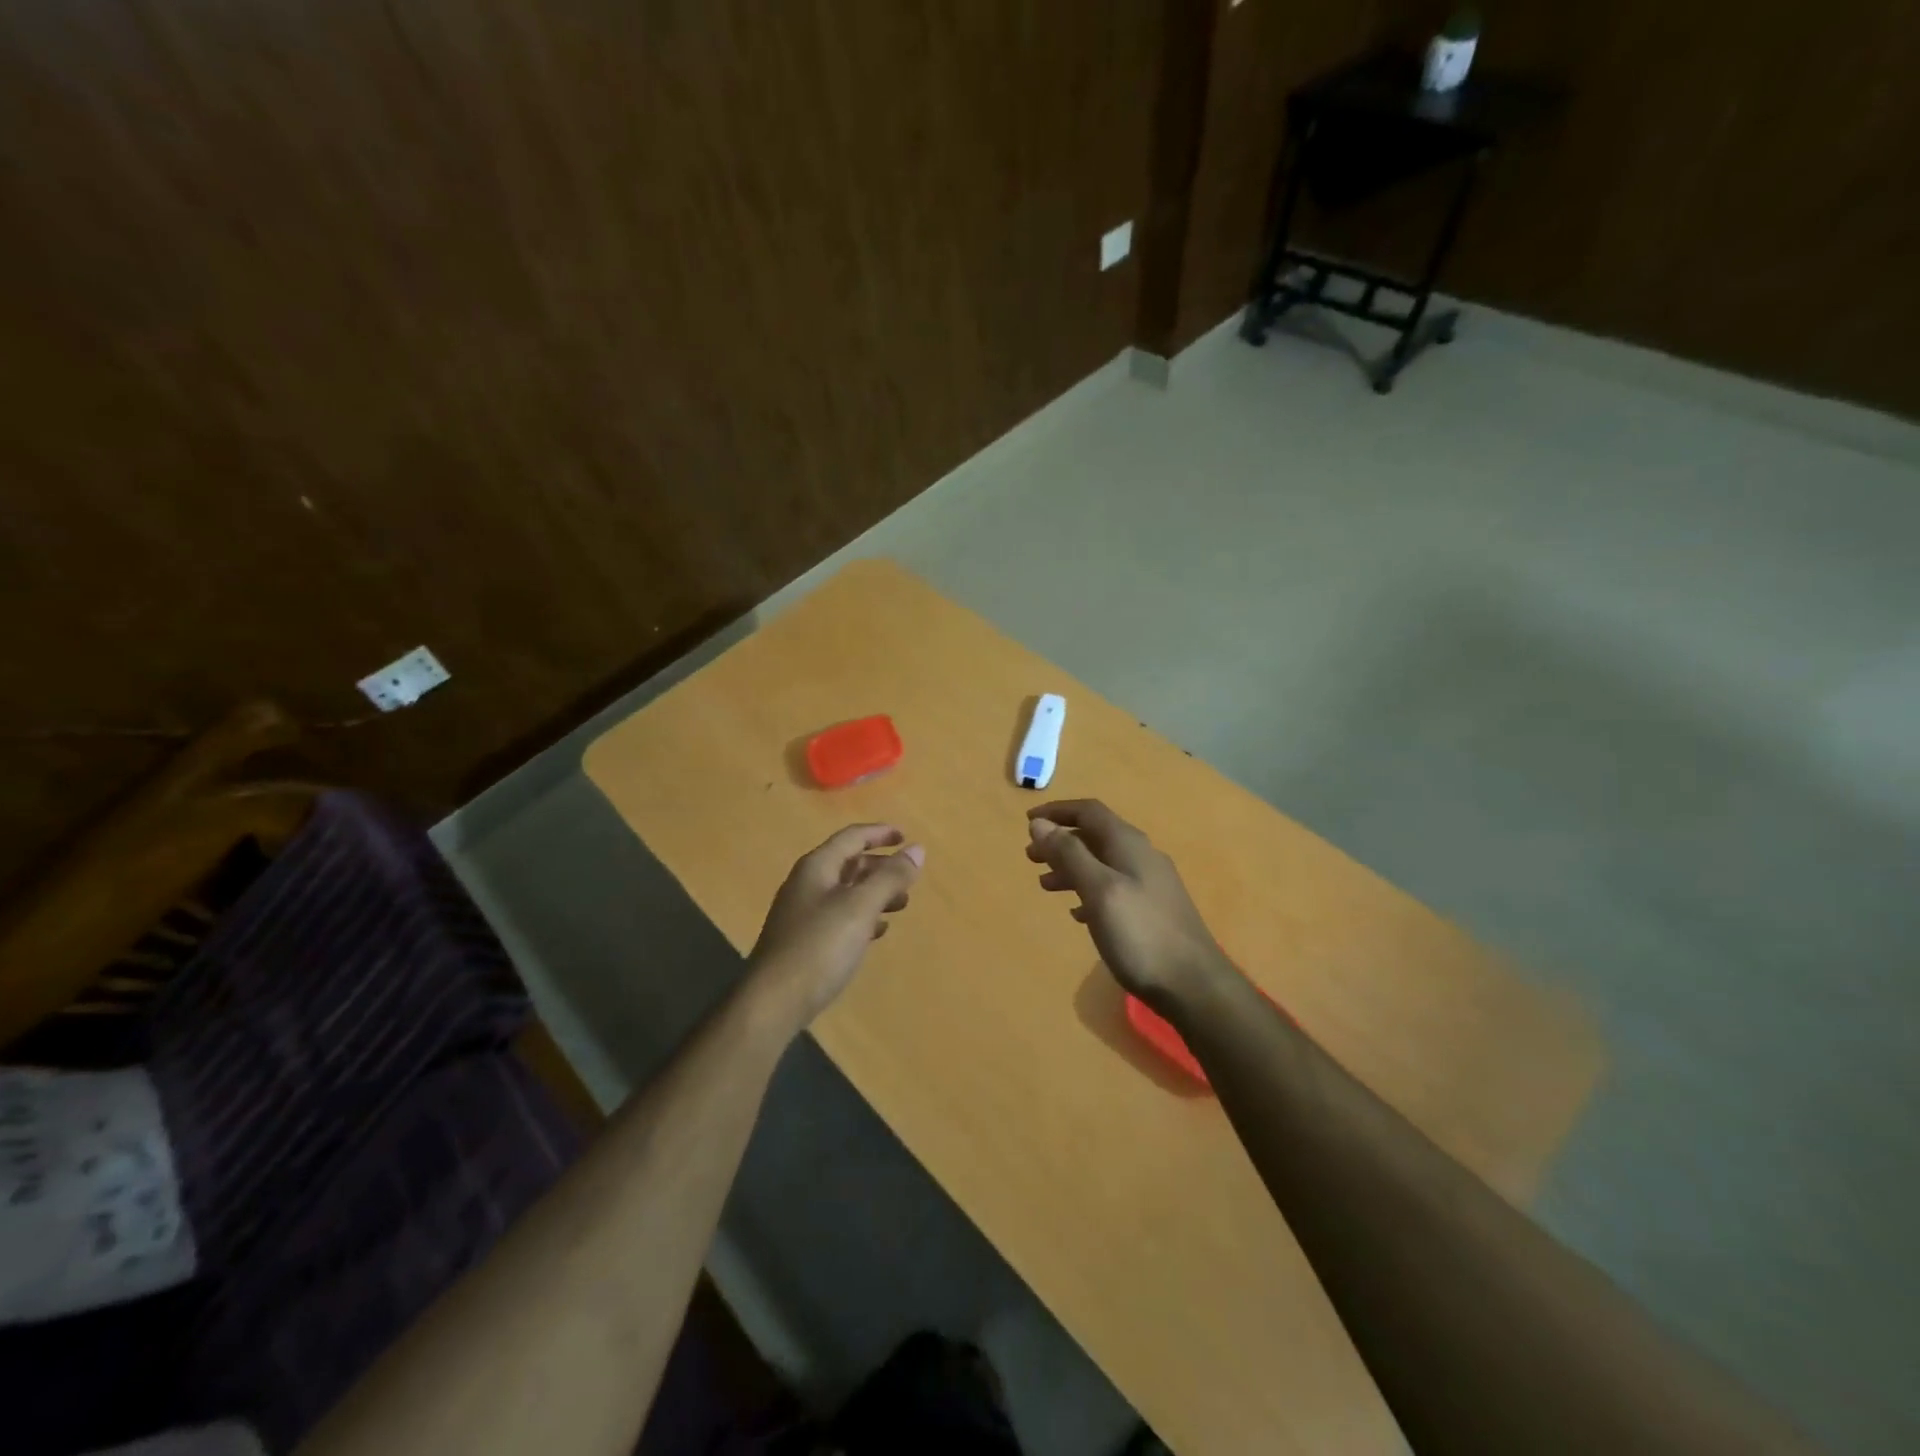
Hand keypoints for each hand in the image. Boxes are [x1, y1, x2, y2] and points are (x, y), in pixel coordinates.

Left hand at [748, 823, 923, 1029]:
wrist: (773, 1002)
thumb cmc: (819, 946)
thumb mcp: (860, 907)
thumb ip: (890, 877)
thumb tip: (917, 850)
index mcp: (817, 867)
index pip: (851, 838)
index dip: (880, 834)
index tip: (906, 837)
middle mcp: (807, 884)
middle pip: (848, 864)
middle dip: (880, 867)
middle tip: (908, 877)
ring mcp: (803, 914)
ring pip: (846, 892)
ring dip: (875, 893)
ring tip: (902, 904)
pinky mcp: (804, 941)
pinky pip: (839, 918)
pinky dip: (862, 917)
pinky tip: (878, 931)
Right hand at [1026, 800, 1227, 1006]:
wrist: (1194, 985)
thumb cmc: (1141, 934)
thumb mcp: (1099, 890)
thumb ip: (1069, 855)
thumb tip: (1039, 823)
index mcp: (1128, 844)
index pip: (1089, 811)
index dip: (1057, 812)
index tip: (1027, 821)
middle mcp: (1141, 856)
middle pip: (1094, 836)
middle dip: (1060, 841)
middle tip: (1030, 858)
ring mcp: (1150, 883)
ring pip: (1102, 863)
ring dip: (1071, 867)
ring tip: (1045, 885)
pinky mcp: (1152, 910)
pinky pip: (1113, 887)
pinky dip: (1089, 890)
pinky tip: (1078, 912)